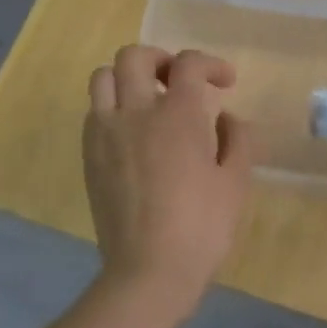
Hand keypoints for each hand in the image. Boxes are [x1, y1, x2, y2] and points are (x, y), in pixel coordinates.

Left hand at [83, 46, 252, 317]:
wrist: (148, 271)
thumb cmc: (202, 226)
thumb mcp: (236, 181)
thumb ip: (237, 138)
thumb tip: (225, 118)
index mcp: (178, 115)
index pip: (188, 64)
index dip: (211, 64)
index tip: (225, 83)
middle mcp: (136, 113)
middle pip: (134, 56)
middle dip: (162, 60)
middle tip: (180, 82)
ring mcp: (105, 133)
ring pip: (103, 77)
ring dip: (128, 78)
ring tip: (149, 100)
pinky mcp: (89, 156)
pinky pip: (94, 111)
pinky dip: (113, 106)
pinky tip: (133, 132)